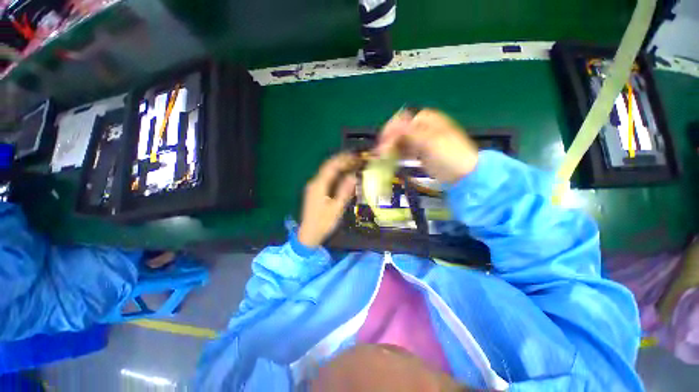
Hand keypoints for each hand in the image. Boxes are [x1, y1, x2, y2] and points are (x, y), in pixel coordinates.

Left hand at [297, 153, 358, 247]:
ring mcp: (313, 187)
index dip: (343, 159)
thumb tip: (353, 176)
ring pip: (326, 172)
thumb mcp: (336, 208)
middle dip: (341, 161)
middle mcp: (314, 183)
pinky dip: (335, 174)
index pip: (331, 167)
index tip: (354, 155)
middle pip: (328, 167)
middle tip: (355, 158)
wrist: (309, 234)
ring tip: (351, 164)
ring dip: (338, 166)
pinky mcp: (314, 191)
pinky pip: (326, 178)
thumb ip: (344, 191)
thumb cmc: (323, 222)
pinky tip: (342, 175)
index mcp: (318, 185)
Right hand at [377, 109, 477, 183]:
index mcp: (426, 119)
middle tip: (381, 154)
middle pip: (399, 131)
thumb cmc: (449, 155)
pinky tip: (393, 161)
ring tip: (384, 158)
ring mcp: (421, 140)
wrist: (464, 175)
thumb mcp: (430, 141)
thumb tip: (393, 122)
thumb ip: (410, 131)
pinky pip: (405, 150)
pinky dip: (398, 155)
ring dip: (391, 148)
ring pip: (401, 141)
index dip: (390, 130)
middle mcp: (422, 127)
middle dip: (389, 141)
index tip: (382, 143)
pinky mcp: (421, 152)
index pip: (401, 119)